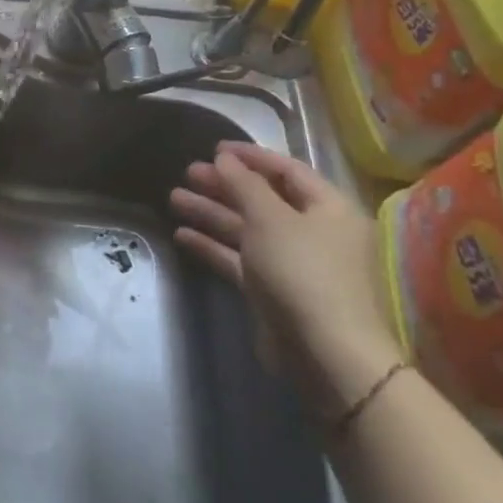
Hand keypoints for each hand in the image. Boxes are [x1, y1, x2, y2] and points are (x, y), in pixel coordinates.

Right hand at [170, 141, 403, 414]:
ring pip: (247, 228)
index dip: (251, 156)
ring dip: (211, 212)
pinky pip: (239, 258)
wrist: (326, 354)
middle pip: (263, 199)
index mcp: (329, 210)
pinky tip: (181, 234)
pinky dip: (213, 245)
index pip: (288, 170)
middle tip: (188, 172)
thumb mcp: (270, 218)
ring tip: (174, 197)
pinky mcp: (273, 290)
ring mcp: (293, 264)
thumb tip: (225, 158)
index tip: (214, 147)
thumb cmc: (303, 272)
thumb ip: (244, 184)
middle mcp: (314, 233)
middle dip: (224, 185)